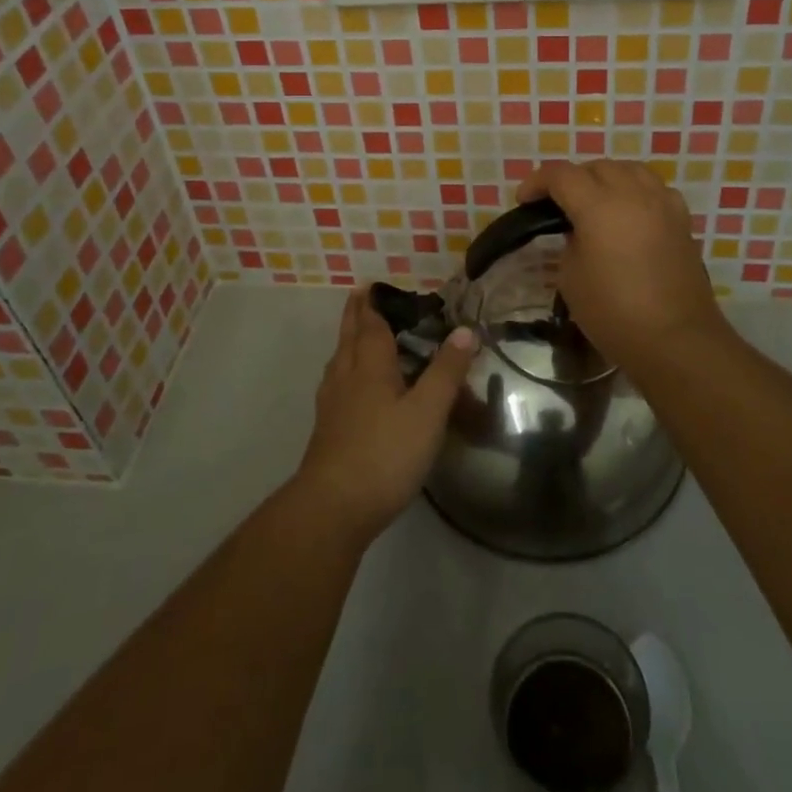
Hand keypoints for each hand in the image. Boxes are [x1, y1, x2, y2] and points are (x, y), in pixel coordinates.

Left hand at [293, 290, 476, 543]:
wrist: (333, 507)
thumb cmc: (385, 452)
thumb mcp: (427, 411)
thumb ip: (446, 371)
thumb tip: (464, 329)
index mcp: (370, 366)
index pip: (370, 324)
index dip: (373, 304)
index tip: (373, 284)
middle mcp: (346, 377)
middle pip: (349, 337)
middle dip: (355, 315)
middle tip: (359, 296)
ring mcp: (332, 404)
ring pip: (339, 361)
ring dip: (347, 341)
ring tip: (355, 336)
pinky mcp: (327, 430)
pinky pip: (336, 384)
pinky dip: (344, 371)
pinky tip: (349, 388)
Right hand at [516, 159, 729, 374]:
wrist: (676, 340)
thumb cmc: (614, 313)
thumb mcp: (571, 278)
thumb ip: (570, 243)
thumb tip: (580, 231)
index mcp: (599, 206)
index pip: (561, 174)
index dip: (537, 181)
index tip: (524, 200)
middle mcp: (633, 194)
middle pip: (596, 167)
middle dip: (572, 178)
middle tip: (557, 204)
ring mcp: (663, 204)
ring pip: (630, 170)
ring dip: (606, 178)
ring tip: (594, 201)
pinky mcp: (682, 221)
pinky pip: (655, 189)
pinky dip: (636, 191)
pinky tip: (630, 213)